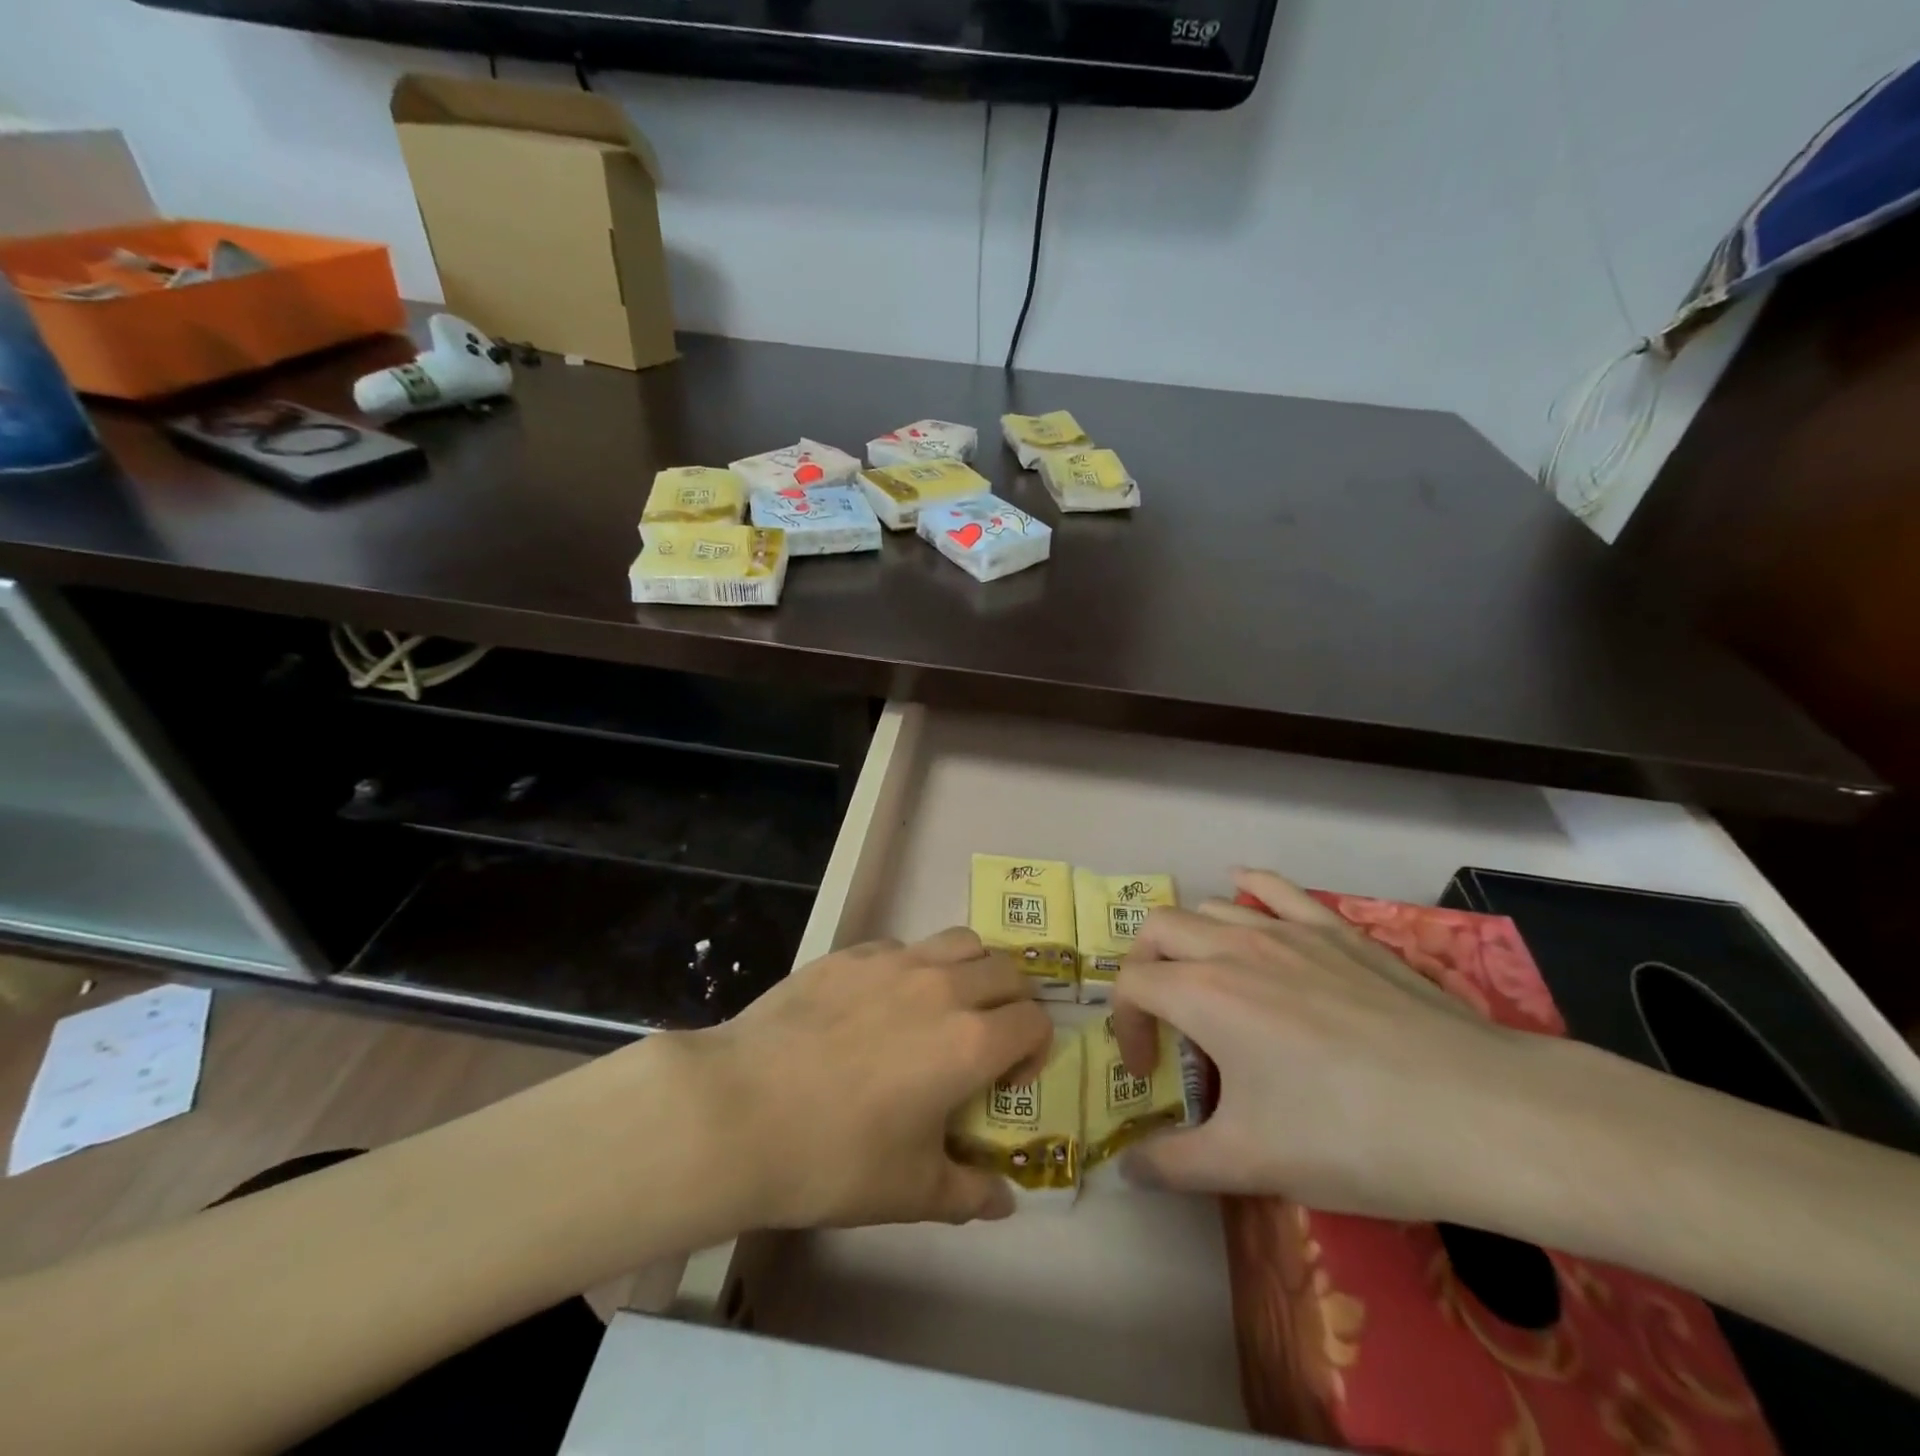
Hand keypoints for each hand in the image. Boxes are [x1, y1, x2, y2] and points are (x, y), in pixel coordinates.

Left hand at [657, 929, 1052, 1231]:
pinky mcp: (850, 953)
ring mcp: (894, 961)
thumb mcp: (909, 1192)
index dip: (1035, 1048)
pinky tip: (880, 1004)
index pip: (1035, 1020)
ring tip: (945, 1006)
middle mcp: (943, 987)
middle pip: (1007, 969)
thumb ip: (968, 1193)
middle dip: (1013, 1002)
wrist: (739, 1110)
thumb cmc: (834, 1158)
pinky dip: (914, 966)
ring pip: (961, 941)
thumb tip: (1003, 1199)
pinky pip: (903, 945)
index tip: (1008, 1079)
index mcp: (970, 1042)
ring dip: (972, 969)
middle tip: (987, 1037)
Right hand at [1111, 869, 1553, 1220]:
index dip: (1125, 1026)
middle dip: (1144, 966)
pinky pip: (1276, 888)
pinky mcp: (1337, 931)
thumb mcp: (1253, 1162)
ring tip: (1209, 982)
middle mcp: (1234, 947)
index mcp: (1203, 994)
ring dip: (1192, 939)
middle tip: (1163, 1017)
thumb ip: (1176, 1164)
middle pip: (1159, 930)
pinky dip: (1248, 886)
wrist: (1479, 1114)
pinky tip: (1242, 890)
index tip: (1148, 1072)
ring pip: (1212, 907)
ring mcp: (1289, 931)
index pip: (1131, 985)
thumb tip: (1128, 1172)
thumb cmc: (1352, 1138)